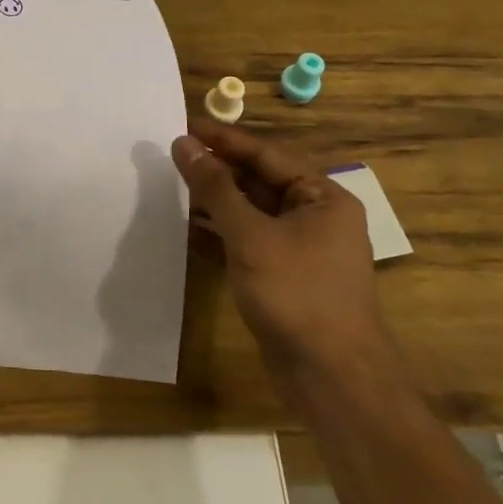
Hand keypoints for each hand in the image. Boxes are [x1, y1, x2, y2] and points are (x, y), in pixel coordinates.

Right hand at [170, 119, 386, 376]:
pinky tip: (185, 229)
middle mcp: (315, 217)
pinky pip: (247, 241)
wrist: (332, 378)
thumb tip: (184, 144)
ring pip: (250, 212)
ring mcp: (300, 249)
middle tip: (172, 153)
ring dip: (214, 202)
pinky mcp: (283, 276)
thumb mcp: (251, 234)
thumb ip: (215, 187)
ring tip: (171, 186)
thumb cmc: (297, 294)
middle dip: (217, 170)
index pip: (266, 154)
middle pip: (258, 180)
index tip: (183, 125)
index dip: (223, 139)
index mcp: (322, 198)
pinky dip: (219, 234)